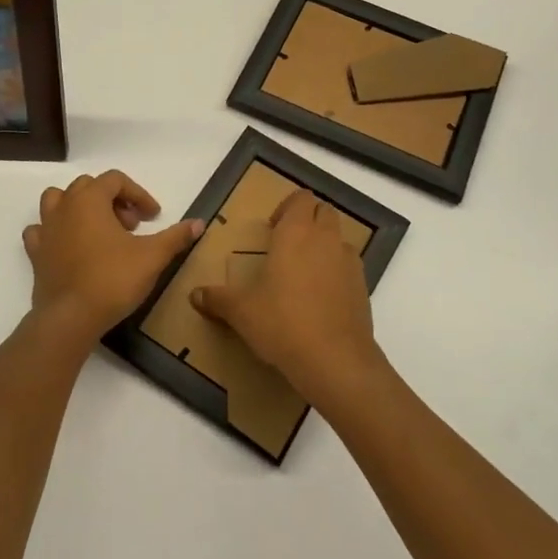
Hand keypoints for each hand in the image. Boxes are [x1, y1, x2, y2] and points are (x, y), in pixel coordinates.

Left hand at [23, 170, 202, 347]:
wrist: (70, 318)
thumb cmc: (112, 280)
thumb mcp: (152, 257)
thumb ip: (175, 237)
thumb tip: (199, 223)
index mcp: (90, 200)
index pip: (115, 180)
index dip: (138, 194)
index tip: (153, 217)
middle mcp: (64, 207)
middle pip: (88, 187)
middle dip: (113, 200)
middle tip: (131, 226)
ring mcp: (45, 230)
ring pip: (57, 201)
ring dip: (80, 208)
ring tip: (100, 230)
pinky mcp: (35, 254)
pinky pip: (41, 231)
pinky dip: (56, 232)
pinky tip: (71, 246)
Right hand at [190, 189, 379, 405]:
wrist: (335, 360)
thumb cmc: (282, 323)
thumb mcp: (242, 312)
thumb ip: (217, 299)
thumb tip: (194, 295)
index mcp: (296, 233)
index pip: (300, 198)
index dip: (287, 207)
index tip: (272, 229)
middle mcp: (325, 239)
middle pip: (323, 211)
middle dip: (307, 220)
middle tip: (286, 246)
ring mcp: (349, 262)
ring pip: (339, 237)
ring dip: (324, 244)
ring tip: (304, 272)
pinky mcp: (363, 287)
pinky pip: (349, 266)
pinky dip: (337, 270)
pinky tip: (321, 297)